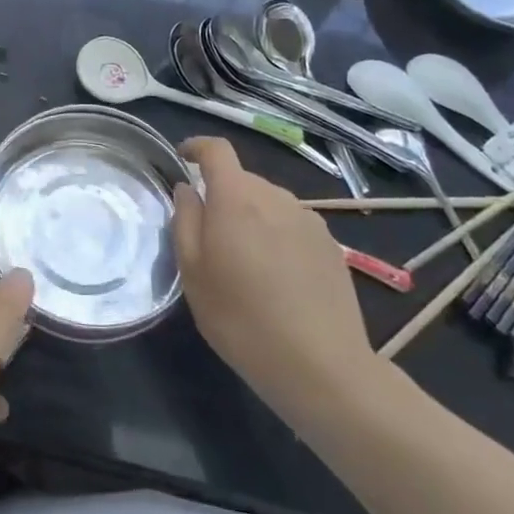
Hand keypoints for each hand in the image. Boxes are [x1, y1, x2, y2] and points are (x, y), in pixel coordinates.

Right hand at [173, 137, 376, 414]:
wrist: (321, 366)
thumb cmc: (242, 319)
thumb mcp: (193, 274)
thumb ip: (185, 221)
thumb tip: (187, 189)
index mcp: (236, 197)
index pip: (216, 150)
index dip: (197, 147)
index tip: (183, 158)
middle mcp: (274, 196)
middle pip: (242, 180)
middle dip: (223, 196)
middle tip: (211, 238)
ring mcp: (307, 219)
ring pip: (268, 203)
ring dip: (252, 218)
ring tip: (246, 263)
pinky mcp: (330, 244)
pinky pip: (292, 225)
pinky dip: (277, 236)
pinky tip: (278, 279)